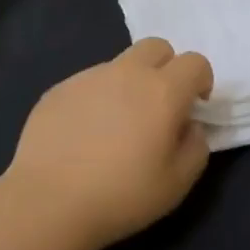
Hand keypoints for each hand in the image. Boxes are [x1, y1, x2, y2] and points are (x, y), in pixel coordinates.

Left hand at [1, 38, 213, 249]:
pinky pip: (87, 84)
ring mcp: (88, 77)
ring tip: (116, 127)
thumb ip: (196, 146)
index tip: (194, 107)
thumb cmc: (122, 195)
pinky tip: (84, 136)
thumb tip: (188, 126)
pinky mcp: (57, 90)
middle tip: (159, 106)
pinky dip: (96, 99)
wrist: (49, 201)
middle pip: (156, 47)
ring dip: (128, 84)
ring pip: (119, 65)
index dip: (201, 81)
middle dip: (166, 68)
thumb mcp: (178, 182)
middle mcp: (126, 73)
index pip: (194, 62)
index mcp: (162, 91)